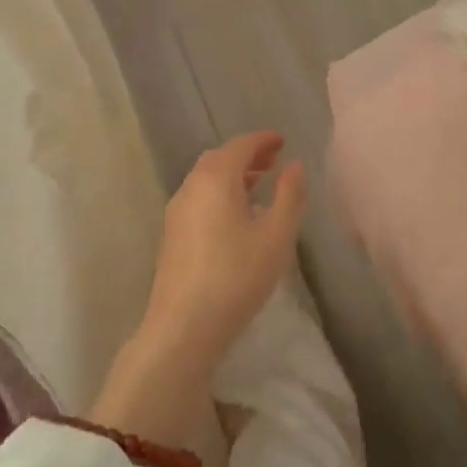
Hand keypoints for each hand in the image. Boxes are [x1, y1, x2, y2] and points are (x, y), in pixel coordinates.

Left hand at [142, 130, 306, 367]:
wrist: (184, 326)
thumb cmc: (237, 275)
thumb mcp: (277, 235)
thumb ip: (290, 195)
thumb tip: (295, 165)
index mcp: (216, 179)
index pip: (240, 146)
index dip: (263, 140)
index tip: (282, 141)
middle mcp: (191, 187)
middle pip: (219, 159)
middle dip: (247, 155)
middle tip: (273, 160)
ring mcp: (176, 212)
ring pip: (206, 179)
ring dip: (233, 175)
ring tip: (259, 185)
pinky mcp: (171, 236)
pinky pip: (199, 199)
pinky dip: (220, 193)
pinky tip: (236, 216)